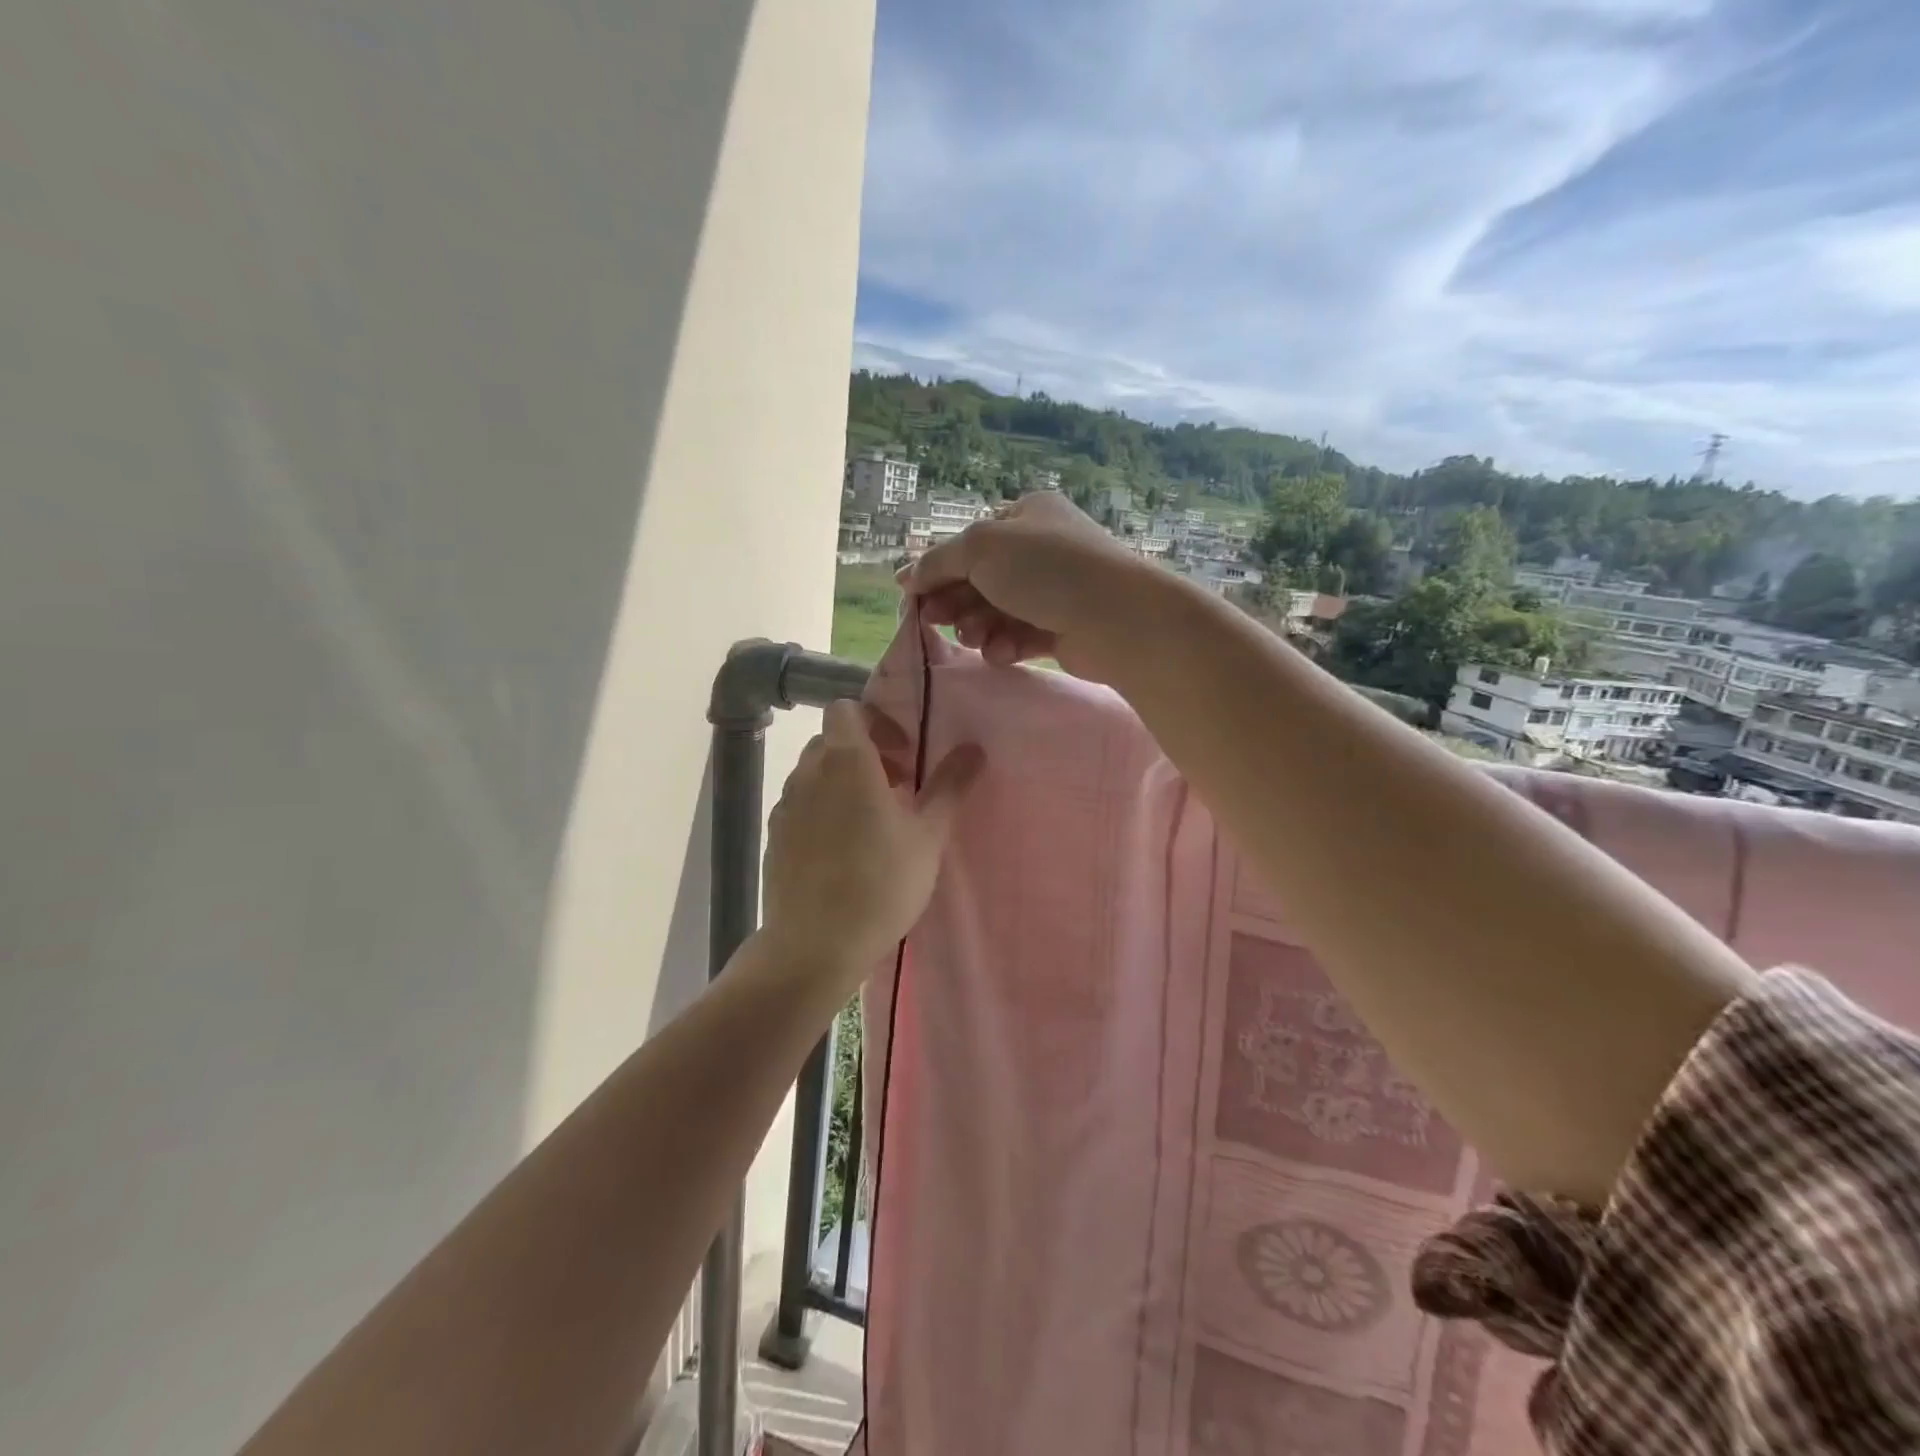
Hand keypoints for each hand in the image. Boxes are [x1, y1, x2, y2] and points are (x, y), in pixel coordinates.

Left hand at [761, 701, 984, 982]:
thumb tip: (974, 748)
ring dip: (842, 781)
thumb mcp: (928, 836)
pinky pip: (800, 804)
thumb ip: (949, 787)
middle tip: (897, 786)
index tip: (903, 754)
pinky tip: (843, 849)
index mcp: (847, 762)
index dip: (876, 722)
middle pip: (832, 740)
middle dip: (865, 752)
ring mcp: (785, 805)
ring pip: (814, 773)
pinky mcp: (774, 836)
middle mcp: (809, 773)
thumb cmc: (880, 884)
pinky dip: (822, 809)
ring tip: (872, 820)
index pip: (846, 709)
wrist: (814, 945)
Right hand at [903, 493, 1159, 679]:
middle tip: (934, 621)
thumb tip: (904, 578)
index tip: (913, 598)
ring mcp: (1055, 591)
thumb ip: (938, 562)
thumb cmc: (1045, 568)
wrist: (1114, 617)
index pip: (970, 543)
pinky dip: (1006, 644)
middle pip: (981, 579)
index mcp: (1026, 515)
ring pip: (998, 612)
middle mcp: (1041, 549)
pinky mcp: (1064, 630)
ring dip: (978, 627)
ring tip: (975, 639)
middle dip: (956, 602)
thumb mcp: (980, 548)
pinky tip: (1002, 653)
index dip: (939, 570)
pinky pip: (1021, 636)